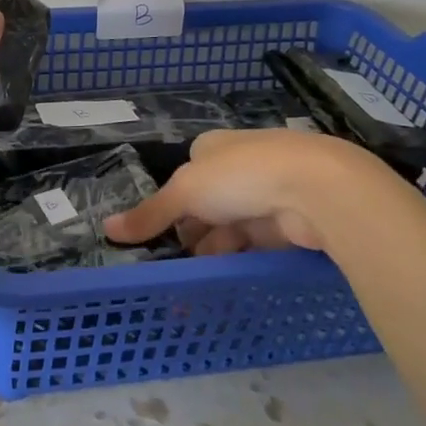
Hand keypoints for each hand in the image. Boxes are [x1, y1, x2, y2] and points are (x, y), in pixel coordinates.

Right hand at [104, 127, 390, 254]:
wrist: (318, 189)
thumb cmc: (242, 176)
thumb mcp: (185, 193)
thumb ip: (149, 214)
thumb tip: (106, 230)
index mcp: (214, 147)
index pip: (186, 175)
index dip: (172, 204)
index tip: (159, 234)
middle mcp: (241, 165)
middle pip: (207, 203)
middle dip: (192, 231)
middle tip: (173, 262)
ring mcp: (268, 193)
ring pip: (231, 226)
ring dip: (214, 248)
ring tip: (193, 278)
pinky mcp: (289, 222)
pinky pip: (255, 243)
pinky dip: (239, 258)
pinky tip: (224, 277)